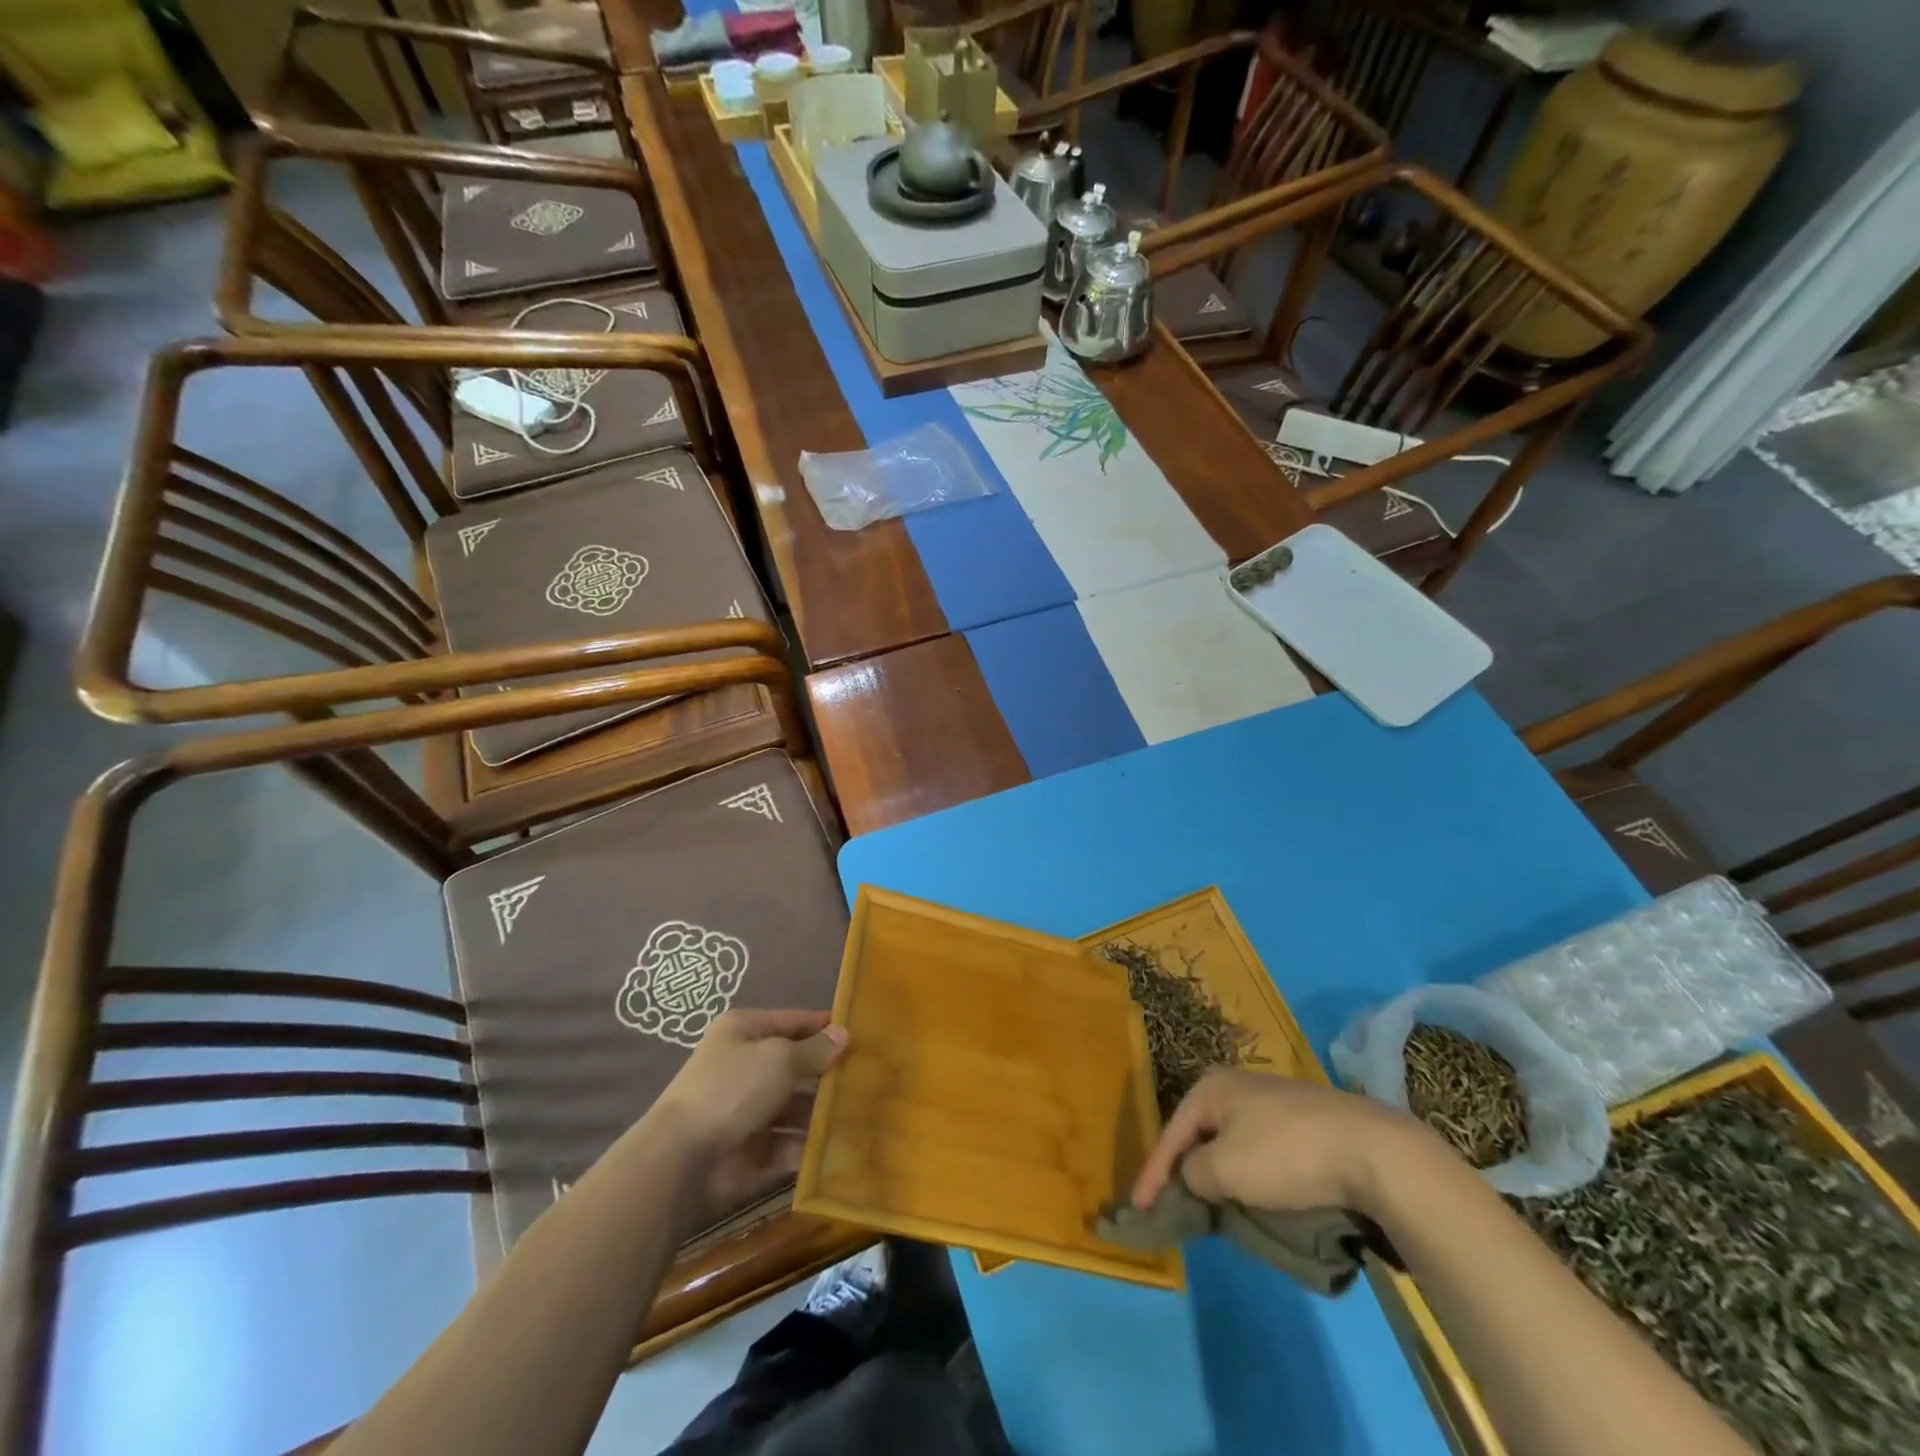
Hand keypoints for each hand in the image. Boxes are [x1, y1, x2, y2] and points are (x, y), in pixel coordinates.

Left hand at [650, 1009, 845, 1221]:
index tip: (861, 1032)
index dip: (823, 1026)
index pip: (792, 1021)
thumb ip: (814, 1050)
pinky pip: (786, 1144)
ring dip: (821, 1113)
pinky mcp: (748, 1150)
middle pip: (794, 1065)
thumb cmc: (732, 1089)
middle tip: (871, 1078)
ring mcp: (746, 1110)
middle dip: (827, 1073)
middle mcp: (744, 1066)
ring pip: (793, 1107)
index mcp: (744, 1032)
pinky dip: (807, 1146)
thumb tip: (844, 1034)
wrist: (682, 1160)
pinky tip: (840, 1148)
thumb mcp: (780, 1059)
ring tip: (862, 1115)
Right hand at [1131, 1070, 1433, 1215]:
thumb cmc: (1286, 1155)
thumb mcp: (1225, 1169)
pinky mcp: (1304, 1122)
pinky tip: (1257, 1194)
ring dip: (1220, 1174)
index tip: (1138, 1208)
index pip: (1171, 1134)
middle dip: (1186, 1170)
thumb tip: (1195, 1177)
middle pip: (1200, 1135)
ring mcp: (1274, 1101)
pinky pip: (1260, 1150)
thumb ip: (1193, 1174)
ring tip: (1213, 1207)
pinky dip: (1250, 1173)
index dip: (1152, 1174)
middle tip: (1175, 1206)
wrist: (1373, 1151)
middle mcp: (1237, 1085)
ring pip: (1232, 1143)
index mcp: (1212, 1087)